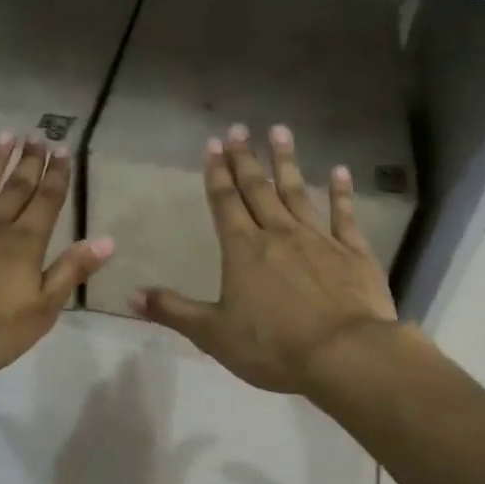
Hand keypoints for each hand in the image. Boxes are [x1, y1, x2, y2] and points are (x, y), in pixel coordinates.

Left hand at [0, 132, 114, 372]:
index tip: (63, 150)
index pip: (47, 203)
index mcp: (24, 244)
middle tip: (38, 137)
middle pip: (16, 188)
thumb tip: (107, 241)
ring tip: (6, 135)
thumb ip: (71, 271)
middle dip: (29, 163)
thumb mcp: (42, 309)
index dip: (57, 177)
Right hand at [131, 124, 397, 393]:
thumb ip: (173, 311)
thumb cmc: (272, 346)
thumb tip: (131, 295)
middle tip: (240, 129)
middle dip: (246, 159)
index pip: (224, 203)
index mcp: (243, 250)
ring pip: (298, 193)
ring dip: (286, 163)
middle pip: (258, 190)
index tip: (213, 143)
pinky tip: (340, 172)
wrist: (342, 354)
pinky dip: (342, 193)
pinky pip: (345, 216)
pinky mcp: (353, 253)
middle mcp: (279, 234)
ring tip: (280, 131)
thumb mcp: (213, 334)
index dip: (216, 173)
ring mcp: (319, 240)